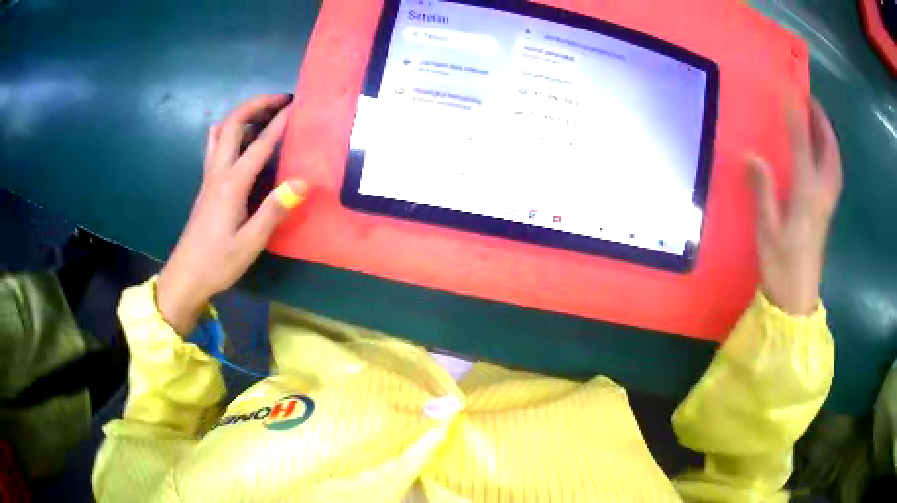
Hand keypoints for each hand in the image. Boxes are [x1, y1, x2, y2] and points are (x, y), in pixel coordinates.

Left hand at [157, 94, 306, 334]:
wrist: (185, 277)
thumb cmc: (218, 263)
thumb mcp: (250, 242)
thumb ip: (275, 210)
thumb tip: (302, 181)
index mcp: (232, 184)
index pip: (259, 144)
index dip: (279, 122)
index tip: (297, 105)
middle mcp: (218, 172)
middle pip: (232, 124)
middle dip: (256, 105)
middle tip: (280, 100)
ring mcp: (209, 177)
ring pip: (220, 132)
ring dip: (241, 116)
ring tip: (262, 115)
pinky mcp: (206, 185)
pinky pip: (215, 146)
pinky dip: (229, 132)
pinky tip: (240, 142)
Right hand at [749, 98, 842, 315]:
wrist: (796, 300)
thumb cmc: (781, 267)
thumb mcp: (767, 231)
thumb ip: (763, 191)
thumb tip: (752, 155)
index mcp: (806, 195)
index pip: (803, 145)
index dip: (797, 116)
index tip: (790, 90)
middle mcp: (821, 194)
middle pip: (828, 151)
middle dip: (821, 122)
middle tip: (811, 100)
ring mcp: (826, 204)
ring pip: (834, 162)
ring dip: (828, 137)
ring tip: (818, 120)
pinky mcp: (826, 213)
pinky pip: (833, 174)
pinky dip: (830, 155)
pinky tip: (822, 153)